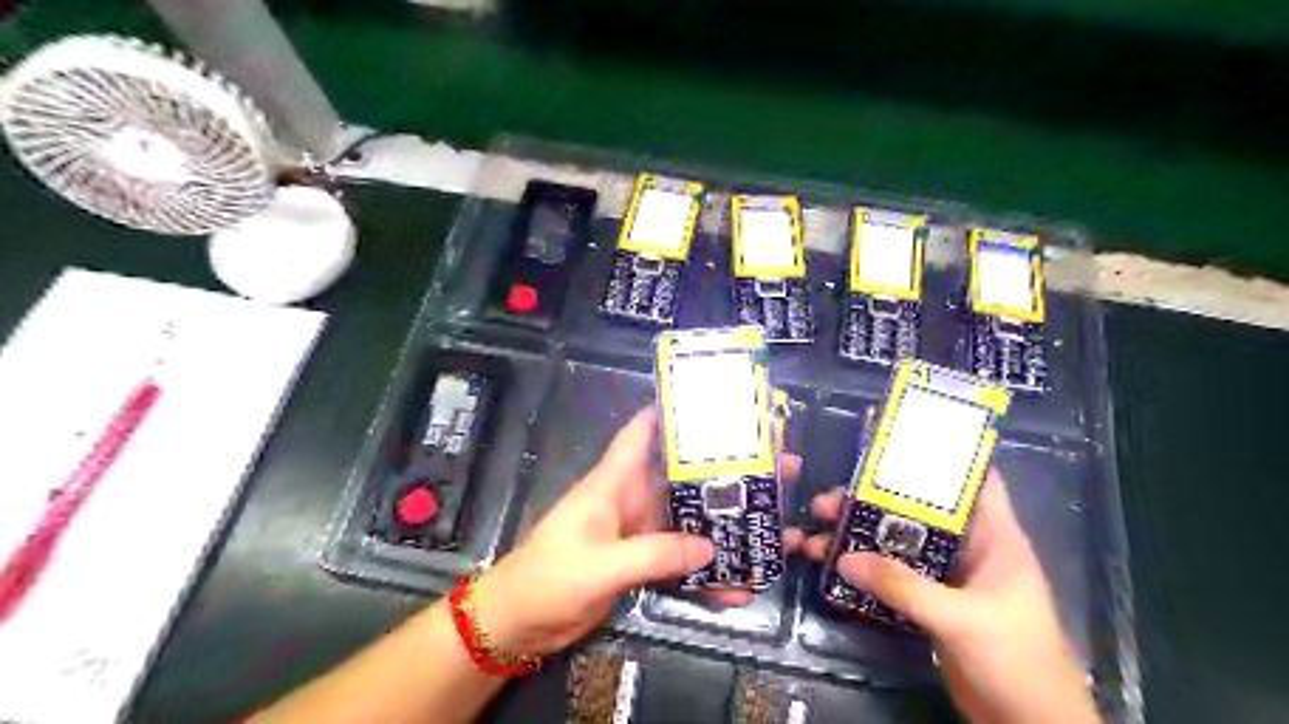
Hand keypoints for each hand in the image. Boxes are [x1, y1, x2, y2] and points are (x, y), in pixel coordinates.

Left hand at [469, 410, 801, 658]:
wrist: (519, 623)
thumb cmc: (549, 578)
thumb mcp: (600, 565)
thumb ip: (653, 554)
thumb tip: (712, 547)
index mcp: (613, 483)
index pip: (641, 433)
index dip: (673, 413)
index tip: (718, 405)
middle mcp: (631, 500)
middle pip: (682, 479)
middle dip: (725, 475)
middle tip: (778, 470)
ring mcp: (638, 533)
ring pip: (689, 522)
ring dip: (725, 526)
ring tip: (774, 528)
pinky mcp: (640, 562)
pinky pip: (680, 561)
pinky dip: (706, 573)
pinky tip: (738, 587)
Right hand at [803, 473, 1101, 723]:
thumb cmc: (1016, 661)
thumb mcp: (960, 618)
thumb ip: (903, 587)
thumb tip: (843, 558)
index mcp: (995, 538)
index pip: (974, 480)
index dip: (940, 457)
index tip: (891, 443)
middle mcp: (970, 550)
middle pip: (918, 512)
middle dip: (873, 502)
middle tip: (828, 501)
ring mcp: (949, 578)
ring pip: (900, 545)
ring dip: (863, 538)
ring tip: (819, 534)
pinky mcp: (933, 604)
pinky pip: (895, 577)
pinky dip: (868, 571)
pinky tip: (835, 568)